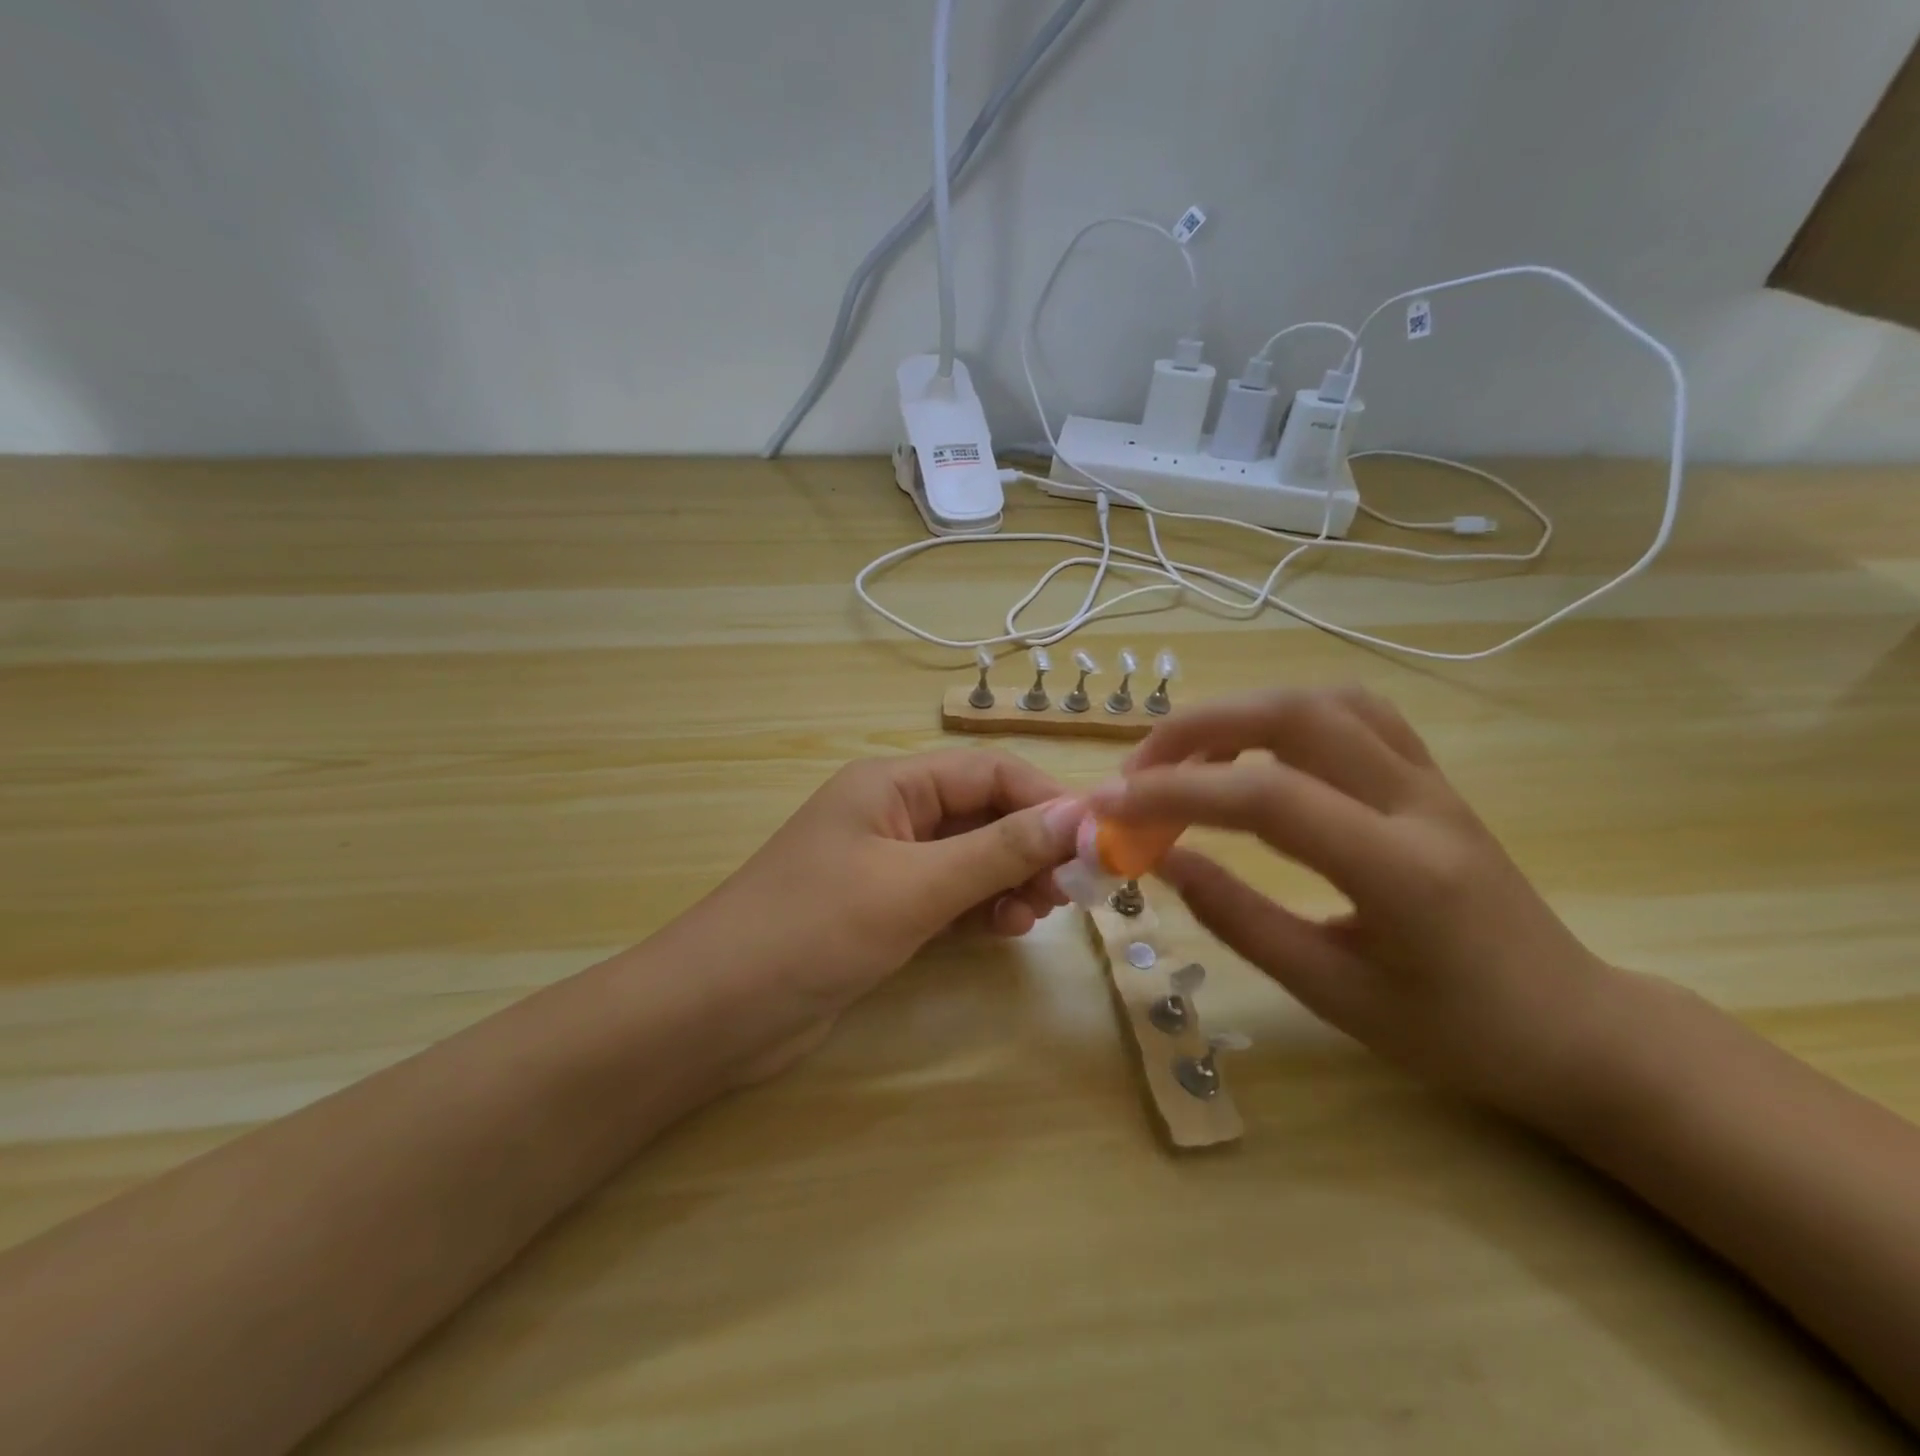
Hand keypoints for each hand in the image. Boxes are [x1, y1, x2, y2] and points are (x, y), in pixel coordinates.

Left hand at [682, 749, 1082, 1080]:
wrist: (715, 1012)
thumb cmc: (814, 929)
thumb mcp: (914, 886)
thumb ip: (997, 851)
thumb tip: (1077, 816)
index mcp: (891, 785)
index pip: (989, 772)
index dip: (1046, 800)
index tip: (1097, 839)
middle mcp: (891, 814)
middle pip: (982, 813)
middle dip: (1031, 845)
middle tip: (1071, 889)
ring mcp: (886, 864)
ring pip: (970, 857)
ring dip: (1009, 879)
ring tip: (1037, 914)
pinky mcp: (882, 910)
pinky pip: (948, 895)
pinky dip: (980, 907)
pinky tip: (1004, 928)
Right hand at [1092, 687, 1625, 1125]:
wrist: (1574, 1027)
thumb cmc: (1453, 1032)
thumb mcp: (1331, 994)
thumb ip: (1238, 919)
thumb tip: (1162, 860)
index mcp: (1399, 870)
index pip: (1266, 798)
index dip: (1174, 792)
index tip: (1108, 807)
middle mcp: (1417, 802)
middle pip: (1294, 714)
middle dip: (1196, 729)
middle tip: (1137, 772)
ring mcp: (1430, 779)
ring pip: (1321, 701)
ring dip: (1238, 714)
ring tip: (1185, 759)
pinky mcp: (1430, 776)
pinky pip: (1351, 714)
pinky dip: (1283, 715)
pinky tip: (1253, 751)